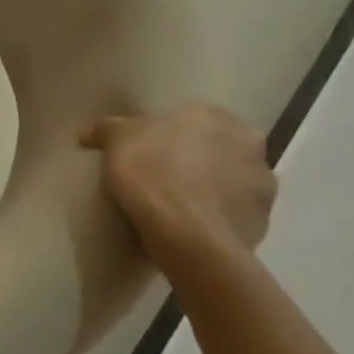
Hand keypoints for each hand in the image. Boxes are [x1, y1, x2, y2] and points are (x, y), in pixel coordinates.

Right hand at [82, 104, 276, 270]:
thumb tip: (90, 132)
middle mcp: (250, 143)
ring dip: (210, 186)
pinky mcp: (263, 221)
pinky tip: (189, 225)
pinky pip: (233, 211)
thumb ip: (107, 128)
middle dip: (196, 157)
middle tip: (162, 174)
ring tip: (176, 204)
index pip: (191, 117)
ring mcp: (263, 184)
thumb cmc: (153, 174)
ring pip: (229, 178)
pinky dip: (215, 214)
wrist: (189, 236)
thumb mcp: (116, 140)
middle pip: (216, 146)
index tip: (146, 149)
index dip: (167, 133)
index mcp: (216, 117)